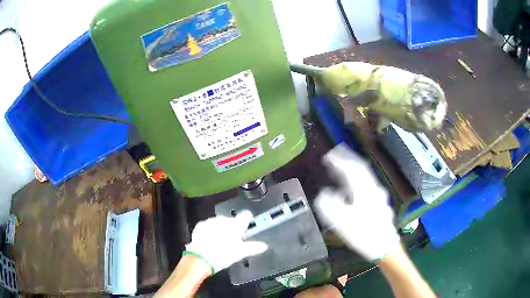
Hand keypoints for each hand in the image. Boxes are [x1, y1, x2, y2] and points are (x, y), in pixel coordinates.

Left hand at [185, 210, 267, 273]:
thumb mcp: (240, 253)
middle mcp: (224, 219)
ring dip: (221, 228)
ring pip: (219, 222)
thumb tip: (264, 246)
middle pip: (231, 220)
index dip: (247, 220)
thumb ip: (253, 247)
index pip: (246, 215)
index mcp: (236, 225)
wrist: (201, 257)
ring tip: (219, 241)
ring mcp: (212, 221)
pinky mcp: (201, 224)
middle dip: (232, 227)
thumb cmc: (224, 254)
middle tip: (231, 240)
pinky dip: (210, 230)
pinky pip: (208, 225)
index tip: (246, 226)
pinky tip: (209, 240)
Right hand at [314, 144, 399, 260]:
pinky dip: (357, 177)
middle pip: (361, 167)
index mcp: (365, 191)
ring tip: (340, 164)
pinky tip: (350, 183)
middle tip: (335, 151)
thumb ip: (331, 205)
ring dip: (352, 166)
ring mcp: (378, 194)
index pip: (352, 169)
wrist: (384, 247)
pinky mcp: (379, 201)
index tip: (327, 156)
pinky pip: (366, 183)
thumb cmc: (364, 235)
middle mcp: (373, 188)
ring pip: (365, 174)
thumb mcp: (343, 222)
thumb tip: (325, 193)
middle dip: (347, 157)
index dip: (339, 160)